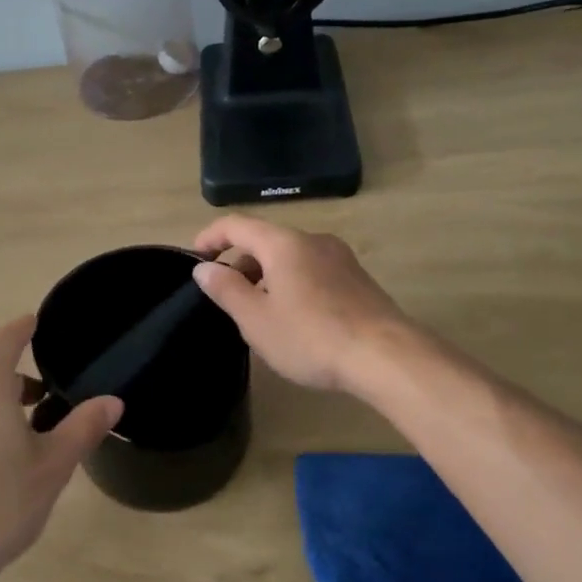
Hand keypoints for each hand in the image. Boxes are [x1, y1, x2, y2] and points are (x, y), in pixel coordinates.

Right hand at [192, 217, 411, 393]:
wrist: (386, 356)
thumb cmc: (310, 337)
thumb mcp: (256, 319)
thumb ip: (226, 289)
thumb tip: (204, 268)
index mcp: (283, 243)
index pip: (236, 225)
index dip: (210, 237)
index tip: (195, 257)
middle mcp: (313, 240)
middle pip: (265, 240)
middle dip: (240, 263)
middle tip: (227, 298)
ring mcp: (340, 257)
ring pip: (291, 257)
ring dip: (267, 276)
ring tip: (259, 313)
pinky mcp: (358, 278)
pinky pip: (313, 271)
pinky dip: (292, 283)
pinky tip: (295, 319)